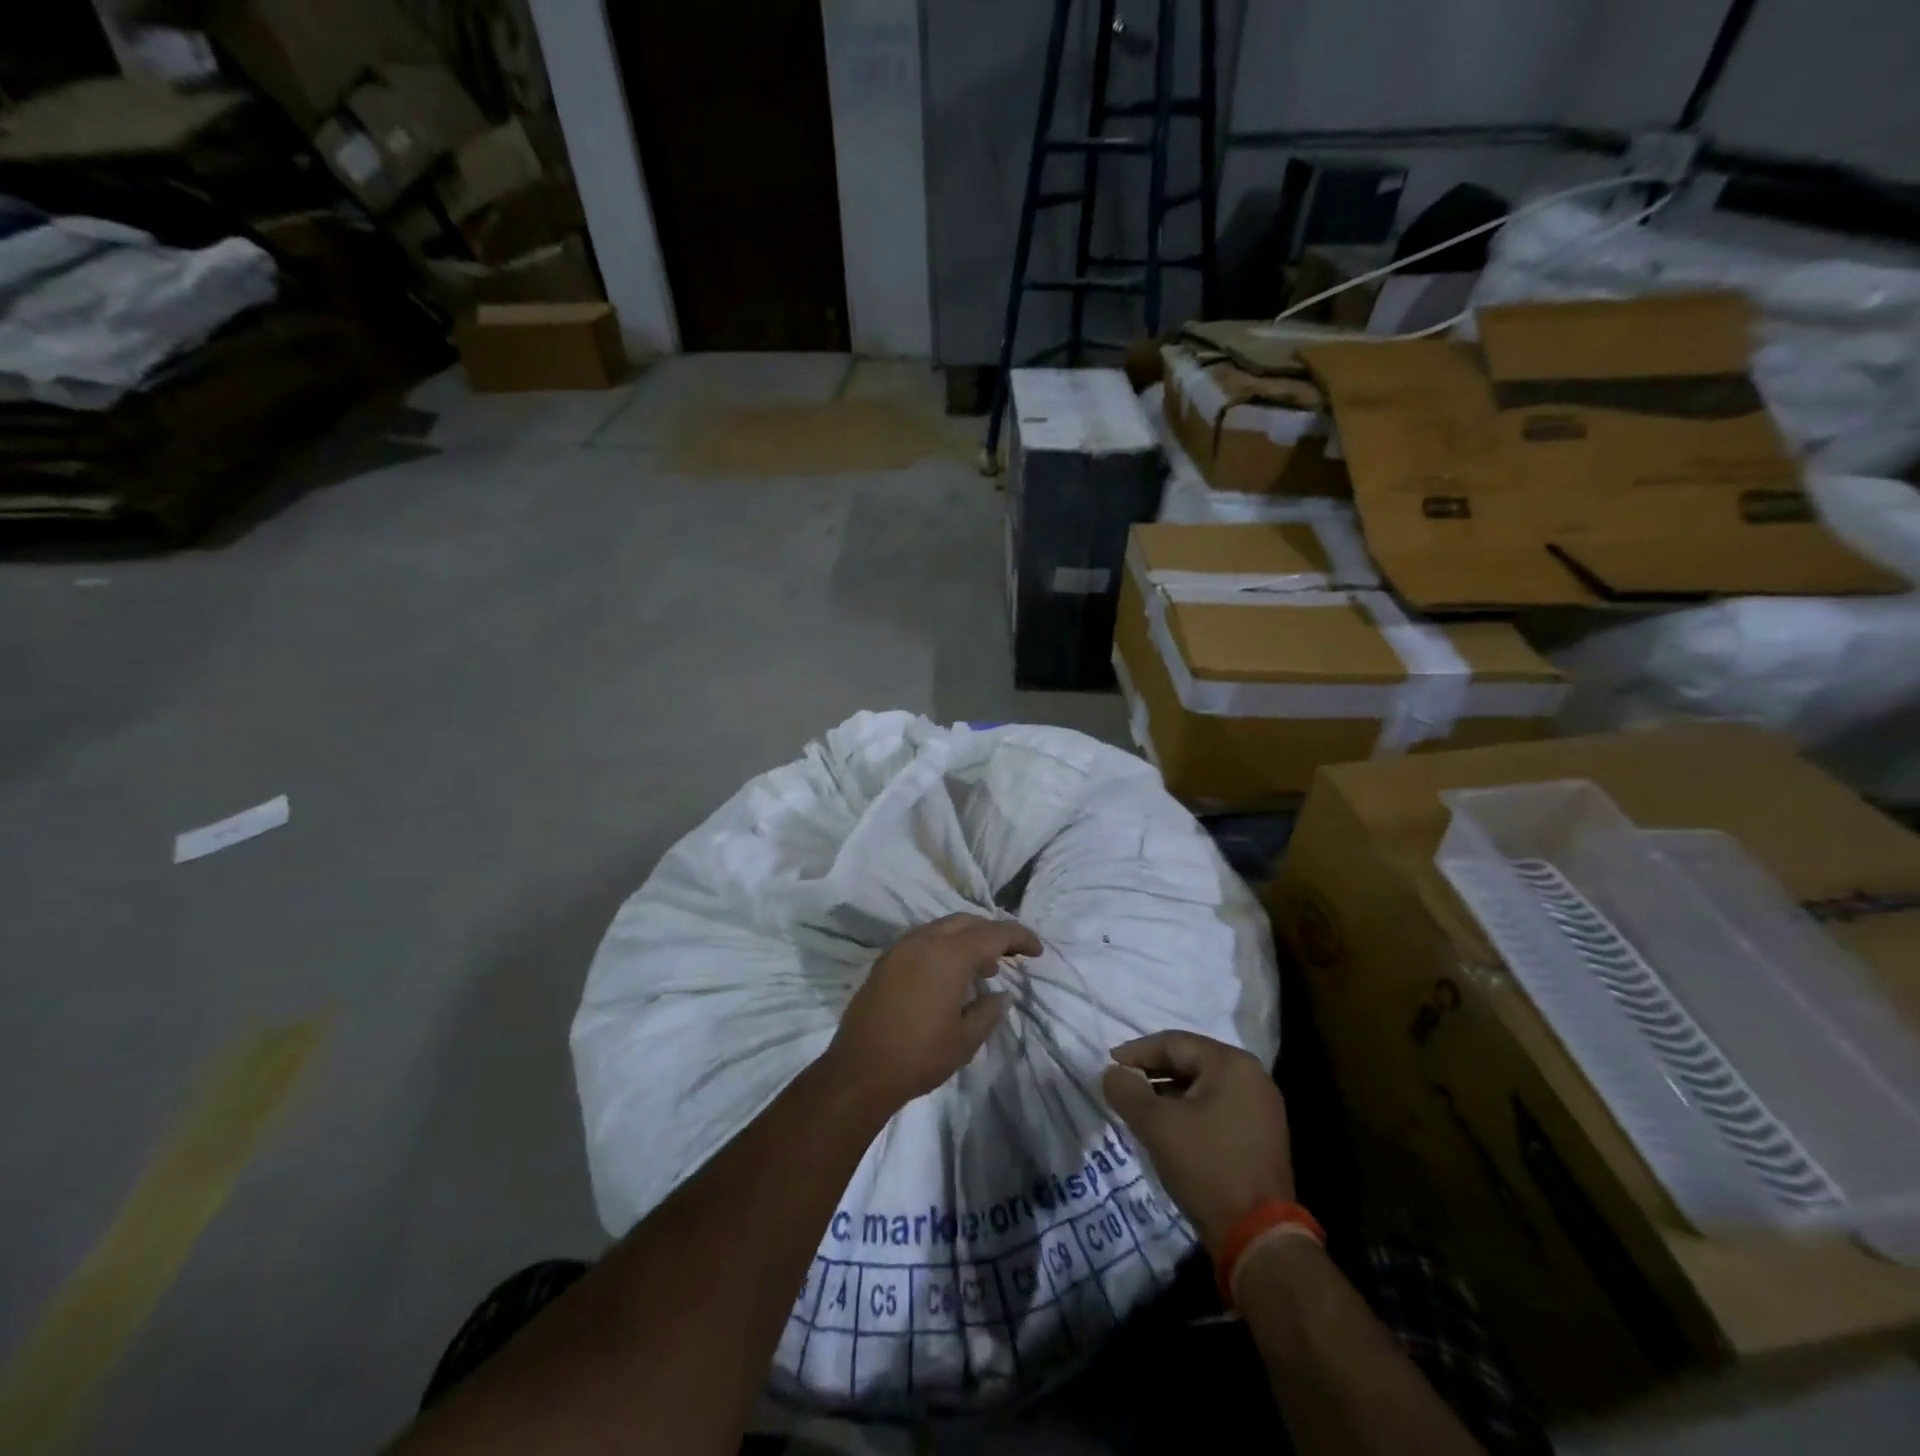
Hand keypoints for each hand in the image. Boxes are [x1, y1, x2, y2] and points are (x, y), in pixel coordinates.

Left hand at [826, 914, 1041, 1112]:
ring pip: (943, 928)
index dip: (1019, 937)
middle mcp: (925, 940)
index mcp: (950, 954)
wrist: (859, 1070)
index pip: (994, 933)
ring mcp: (901, 948)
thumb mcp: (966, 1039)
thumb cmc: (919, 1055)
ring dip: (967, 939)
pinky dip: (944, 947)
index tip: (1037, 950)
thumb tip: (1001, 994)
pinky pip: (924, 941)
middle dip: (993, 933)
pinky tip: (951, 976)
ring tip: (985, 968)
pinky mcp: (886, 961)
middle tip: (1012, 954)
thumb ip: (989, 1011)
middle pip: (967, 922)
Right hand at [1102, 1030, 1293, 1254]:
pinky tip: (1169, 1127)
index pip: (1174, 1043)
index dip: (1137, 1052)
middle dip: (1153, 1072)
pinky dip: (1190, 1110)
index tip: (1110, 1064)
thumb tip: (1112, 1073)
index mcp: (1231, 1064)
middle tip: (1123, 1084)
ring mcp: (1262, 1107)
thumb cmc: (1206, 1166)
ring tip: (1140, 1107)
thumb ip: (1127, 1091)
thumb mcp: (1156, 1125)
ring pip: (1203, 1086)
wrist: (1258, 1237)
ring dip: (1169, 1093)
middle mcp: (1252, 1076)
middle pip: (1190, 1061)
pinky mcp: (1262, 1134)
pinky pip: (1217, 1107)